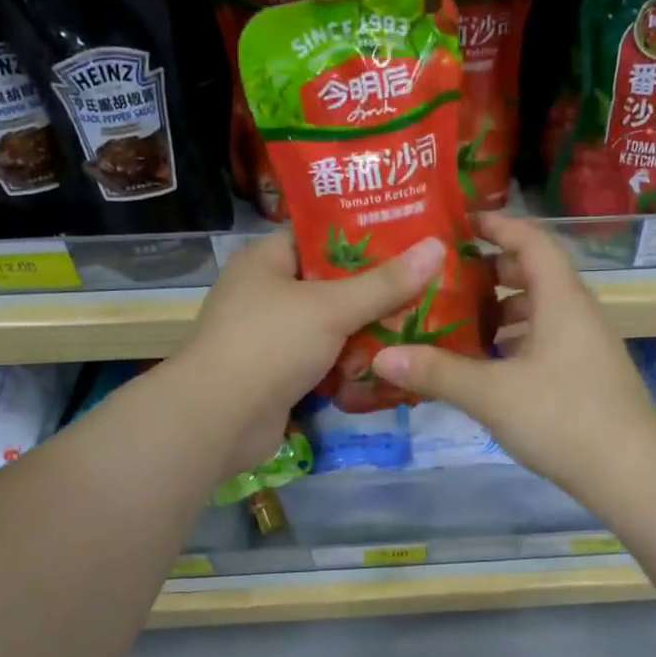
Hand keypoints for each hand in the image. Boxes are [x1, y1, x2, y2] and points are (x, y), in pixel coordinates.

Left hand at [170, 227, 443, 476]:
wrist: (218, 421)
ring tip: (416, 327)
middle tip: (424, 287)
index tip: (409, 238)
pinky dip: (349, 364)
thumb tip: (437, 247)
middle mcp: (265, 293)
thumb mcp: (331, 307)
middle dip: (374, 291)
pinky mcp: (277, 374)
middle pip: (330, 284)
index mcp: (266, 261)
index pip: (319, 235)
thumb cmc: (270, 344)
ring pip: (330, 326)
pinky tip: (387, 366)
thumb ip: (385, 283)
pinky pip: (323, 360)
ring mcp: (269, 337)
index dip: (363, 235)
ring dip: (366, 332)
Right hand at [370, 212, 655, 501]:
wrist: (632, 473)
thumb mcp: (492, 394)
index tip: (461, 223)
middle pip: (535, 274)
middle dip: (492, 271)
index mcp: (561, 299)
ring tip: (460, 323)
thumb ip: (437, 373)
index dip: (498, 225)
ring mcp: (586, 345)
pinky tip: (489, 366)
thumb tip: (381, 357)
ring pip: (540, 311)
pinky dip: (516, 341)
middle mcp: (578, 313)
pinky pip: (546, 340)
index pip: (532, 241)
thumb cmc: (563, 418)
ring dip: (503, 311)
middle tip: (448, 279)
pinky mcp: (587, 374)